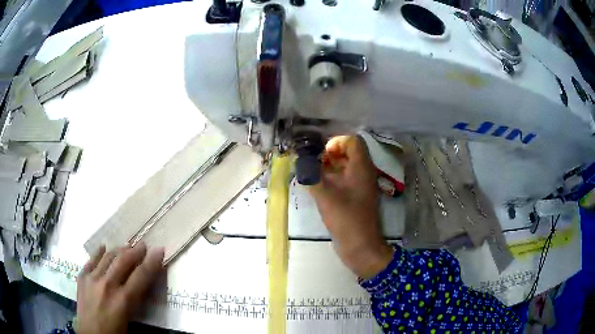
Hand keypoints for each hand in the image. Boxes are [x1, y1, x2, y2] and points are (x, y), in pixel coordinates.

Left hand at [76, 243, 164, 333]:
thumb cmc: (114, 332)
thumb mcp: (129, 318)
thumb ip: (134, 299)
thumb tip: (140, 283)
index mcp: (123, 300)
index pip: (141, 276)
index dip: (152, 262)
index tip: (159, 249)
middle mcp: (107, 285)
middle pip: (124, 261)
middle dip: (135, 251)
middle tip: (143, 245)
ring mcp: (92, 278)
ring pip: (107, 257)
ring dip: (119, 250)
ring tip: (126, 246)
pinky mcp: (82, 277)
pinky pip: (91, 260)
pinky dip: (99, 252)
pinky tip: (103, 248)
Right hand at [309, 135, 392, 279]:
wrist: (360, 245)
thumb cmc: (346, 218)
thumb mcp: (325, 195)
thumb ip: (311, 175)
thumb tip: (300, 161)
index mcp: (362, 167)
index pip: (353, 141)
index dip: (336, 143)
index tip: (322, 156)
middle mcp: (364, 172)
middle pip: (349, 152)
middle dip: (330, 154)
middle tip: (314, 164)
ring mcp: (360, 185)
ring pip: (346, 166)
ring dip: (329, 166)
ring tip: (313, 174)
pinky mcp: (356, 196)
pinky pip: (345, 179)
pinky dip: (332, 178)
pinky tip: (318, 186)